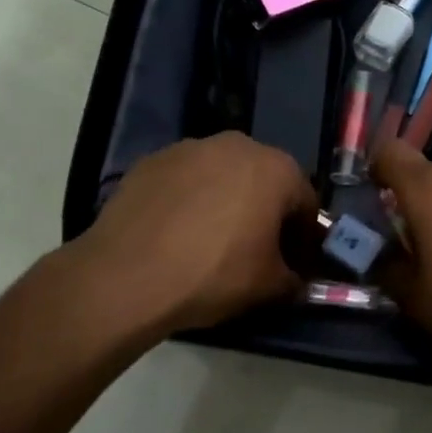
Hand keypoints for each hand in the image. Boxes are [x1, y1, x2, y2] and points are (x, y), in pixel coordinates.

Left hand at [70, 132, 318, 340]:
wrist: (126, 275)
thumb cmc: (213, 274)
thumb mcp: (268, 287)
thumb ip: (294, 279)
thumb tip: (297, 280)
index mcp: (276, 169)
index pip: (305, 201)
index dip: (303, 235)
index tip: (292, 262)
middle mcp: (238, 145)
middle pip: (264, 180)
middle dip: (264, 211)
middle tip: (254, 250)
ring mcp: (191, 147)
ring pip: (222, 175)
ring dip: (225, 200)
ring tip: (209, 241)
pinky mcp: (153, 160)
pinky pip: (185, 180)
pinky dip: (188, 199)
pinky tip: (175, 233)